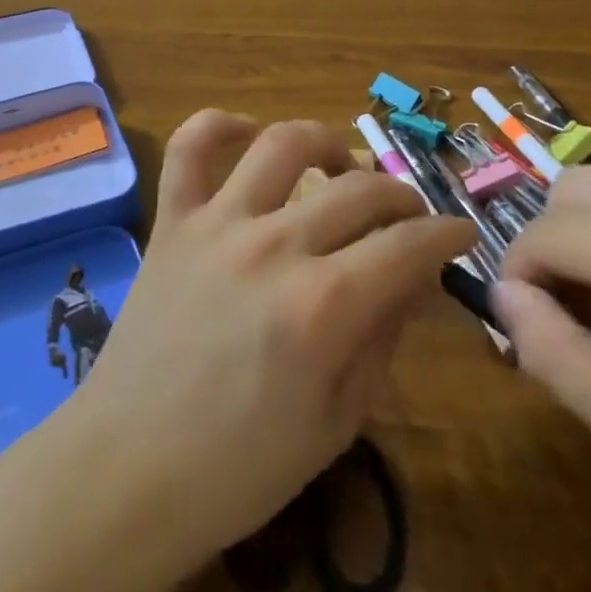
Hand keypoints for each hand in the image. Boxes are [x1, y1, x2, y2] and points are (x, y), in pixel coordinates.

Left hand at [66, 111, 474, 572]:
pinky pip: (190, 148)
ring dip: (325, 142)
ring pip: (283, 144)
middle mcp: (273, 246)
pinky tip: (246, 132)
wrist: (131, 466)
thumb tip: (415, 279)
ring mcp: (217, 224)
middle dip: (400, 198)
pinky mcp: (172, 220)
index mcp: (323, 306)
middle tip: (406, 218)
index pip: (407, 246)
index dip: (446, 235)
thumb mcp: (337, 421)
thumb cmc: (241, 466)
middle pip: (358, 190)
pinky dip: (219, 125)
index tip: (459, 234)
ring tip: (340, 165)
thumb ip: (382, 339)